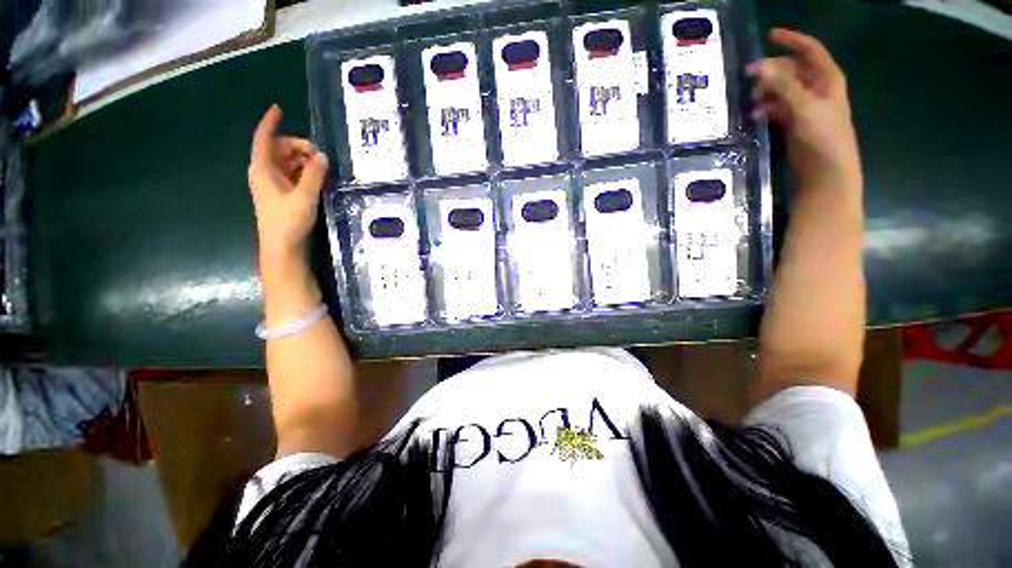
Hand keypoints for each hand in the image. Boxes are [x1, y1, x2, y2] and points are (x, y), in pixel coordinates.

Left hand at [248, 104, 328, 258]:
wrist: (282, 246)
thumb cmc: (288, 220)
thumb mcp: (304, 196)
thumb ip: (314, 175)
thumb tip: (322, 156)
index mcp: (263, 169)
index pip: (265, 139)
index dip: (270, 123)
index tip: (279, 108)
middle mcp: (265, 172)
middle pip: (280, 149)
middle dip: (299, 147)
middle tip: (321, 156)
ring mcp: (273, 183)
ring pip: (288, 162)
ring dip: (304, 161)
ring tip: (323, 168)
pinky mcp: (282, 193)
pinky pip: (293, 175)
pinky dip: (305, 172)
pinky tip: (319, 177)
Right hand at [748, 29, 859, 184]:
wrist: (826, 171)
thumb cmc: (823, 136)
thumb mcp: (804, 107)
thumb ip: (782, 87)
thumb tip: (758, 68)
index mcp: (826, 78)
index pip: (809, 50)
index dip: (791, 40)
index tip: (769, 36)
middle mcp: (816, 88)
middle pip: (791, 70)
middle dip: (771, 71)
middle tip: (749, 77)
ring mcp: (804, 106)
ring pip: (782, 90)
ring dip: (766, 92)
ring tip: (751, 101)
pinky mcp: (794, 123)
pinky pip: (777, 108)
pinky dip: (766, 109)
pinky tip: (754, 116)